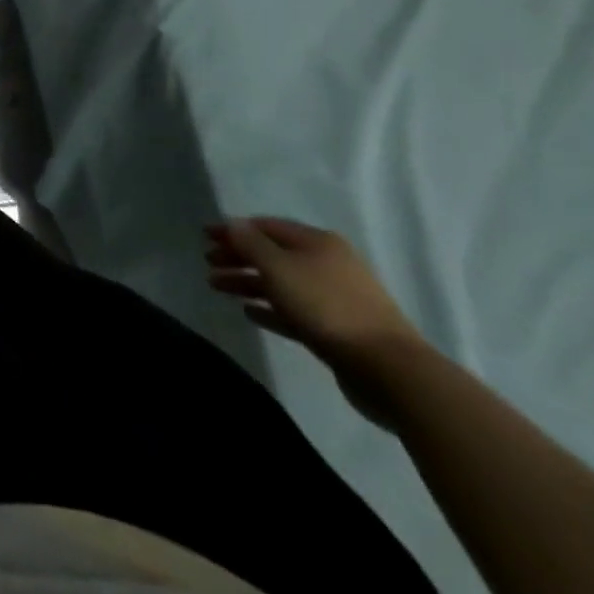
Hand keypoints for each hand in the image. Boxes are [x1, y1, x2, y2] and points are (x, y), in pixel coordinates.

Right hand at [205, 217, 426, 425]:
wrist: (390, 370)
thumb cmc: (327, 307)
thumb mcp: (279, 268)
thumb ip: (250, 244)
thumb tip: (231, 224)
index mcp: (317, 242)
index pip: (266, 227)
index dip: (233, 229)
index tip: (204, 237)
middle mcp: (327, 264)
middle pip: (273, 254)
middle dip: (238, 257)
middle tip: (208, 263)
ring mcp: (334, 298)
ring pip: (281, 283)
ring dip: (248, 283)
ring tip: (217, 287)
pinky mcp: (337, 329)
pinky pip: (294, 311)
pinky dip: (270, 308)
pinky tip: (248, 313)